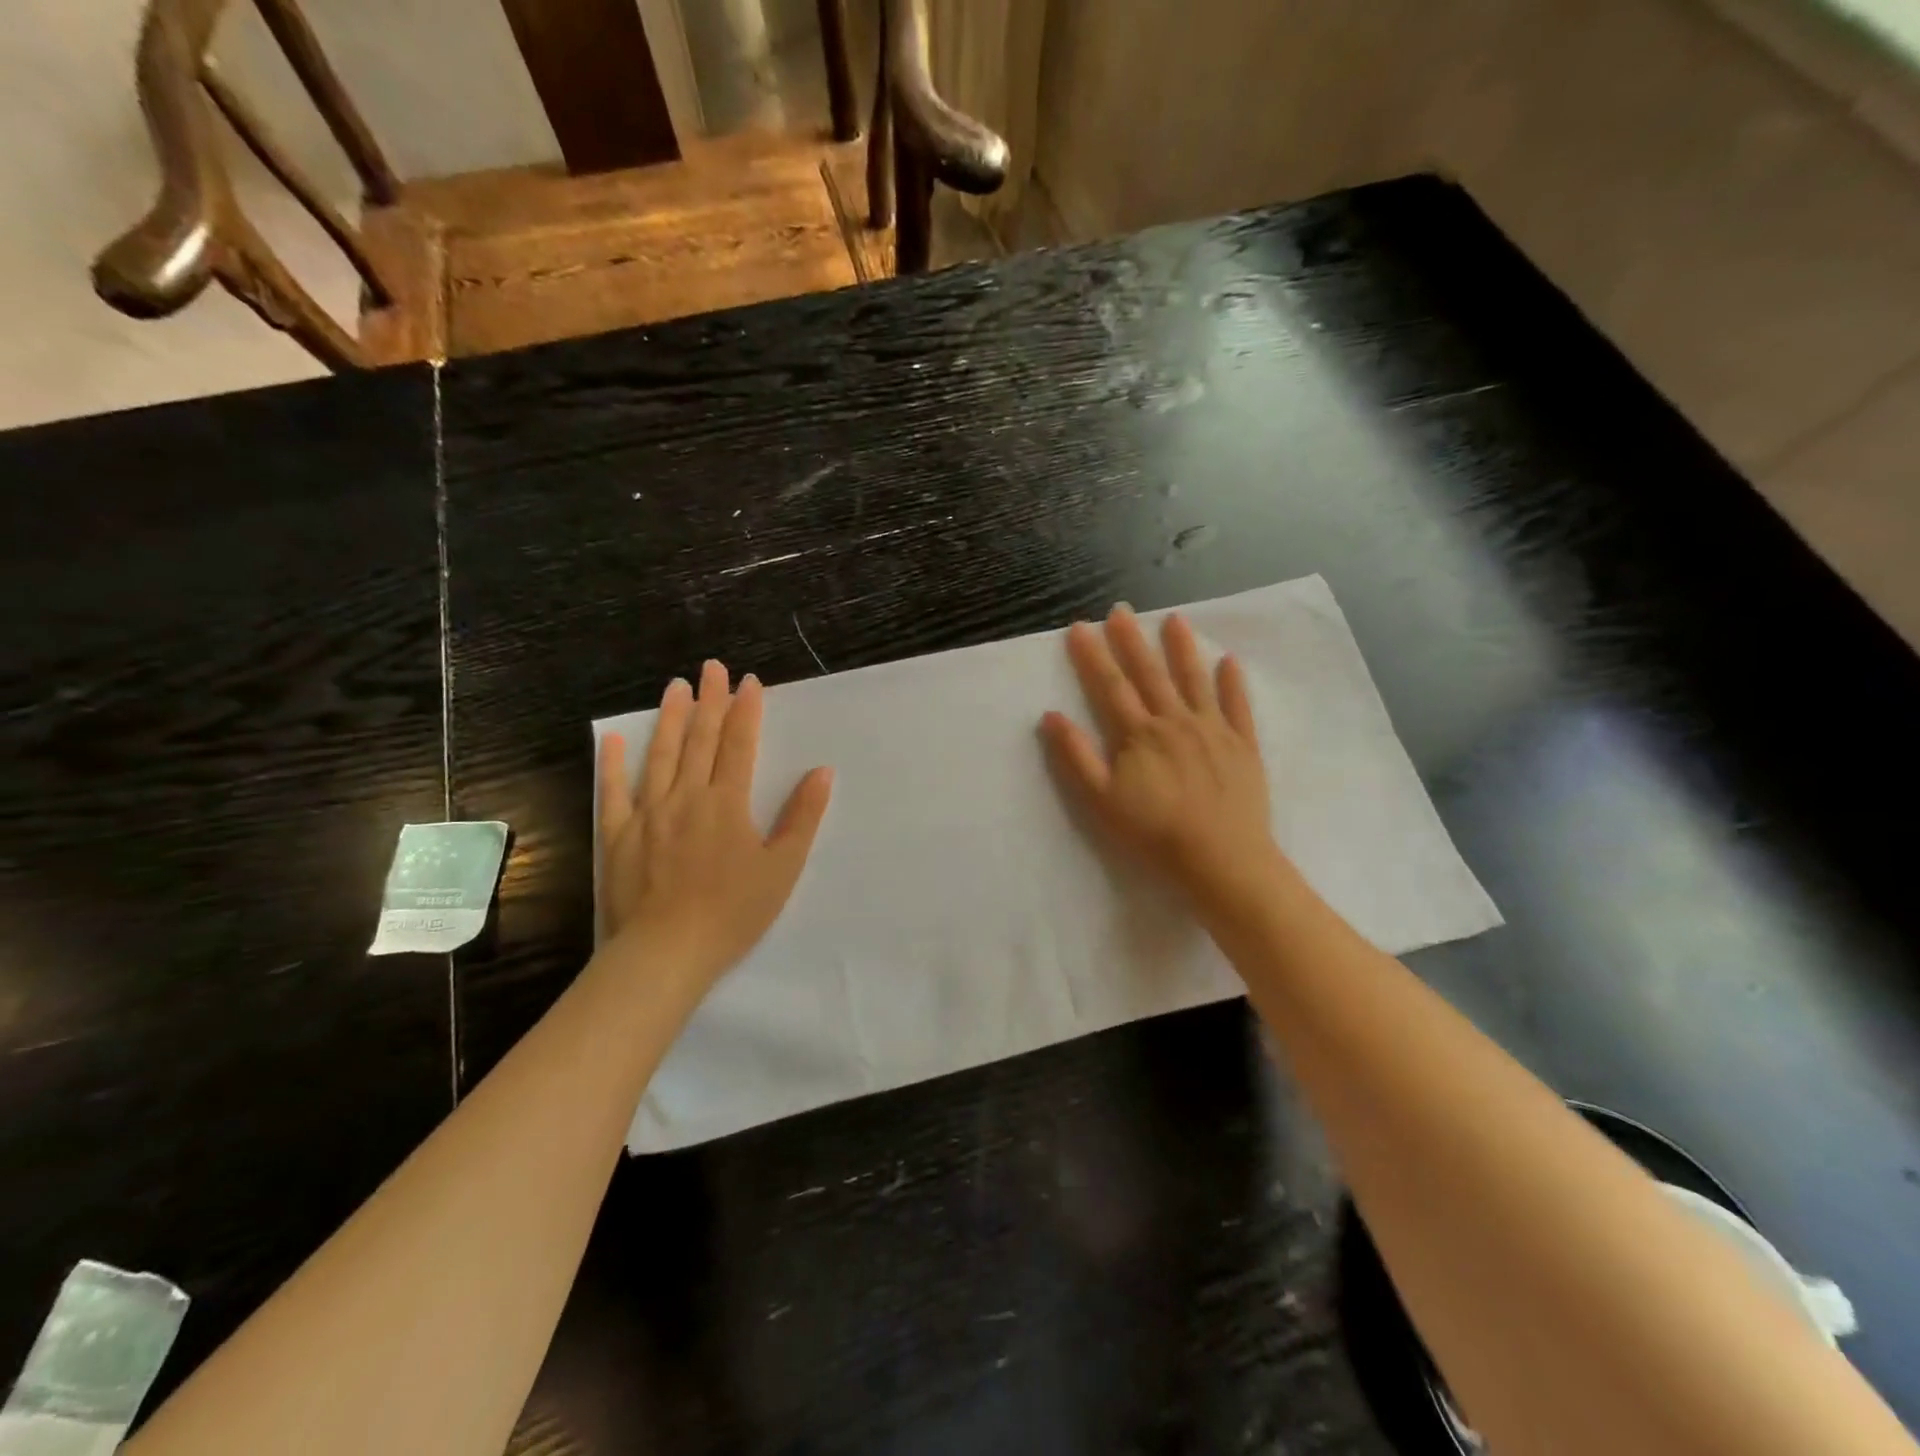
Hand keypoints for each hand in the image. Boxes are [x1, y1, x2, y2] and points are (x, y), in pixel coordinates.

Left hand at [598, 660, 832, 990]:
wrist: (666, 952)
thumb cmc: (733, 912)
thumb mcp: (782, 867)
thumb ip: (802, 816)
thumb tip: (822, 772)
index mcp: (727, 803)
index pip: (738, 745)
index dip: (745, 711)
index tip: (749, 681)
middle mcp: (686, 797)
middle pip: (699, 739)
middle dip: (709, 701)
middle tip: (711, 667)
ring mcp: (648, 813)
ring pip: (660, 755)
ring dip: (670, 719)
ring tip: (675, 687)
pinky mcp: (618, 835)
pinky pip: (614, 792)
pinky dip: (613, 763)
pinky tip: (614, 738)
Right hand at [1041, 606, 1278, 898]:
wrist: (1221, 858)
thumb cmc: (1154, 833)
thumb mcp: (1101, 800)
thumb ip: (1076, 756)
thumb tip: (1051, 716)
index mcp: (1139, 734)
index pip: (1110, 686)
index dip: (1093, 655)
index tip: (1080, 627)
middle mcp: (1175, 721)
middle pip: (1149, 674)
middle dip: (1131, 641)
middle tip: (1121, 610)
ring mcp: (1213, 730)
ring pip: (1194, 680)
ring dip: (1182, 649)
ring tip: (1174, 619)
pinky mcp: (1243, 745)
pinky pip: (1237, 707)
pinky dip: (1233, 683)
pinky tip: (1229, 661)